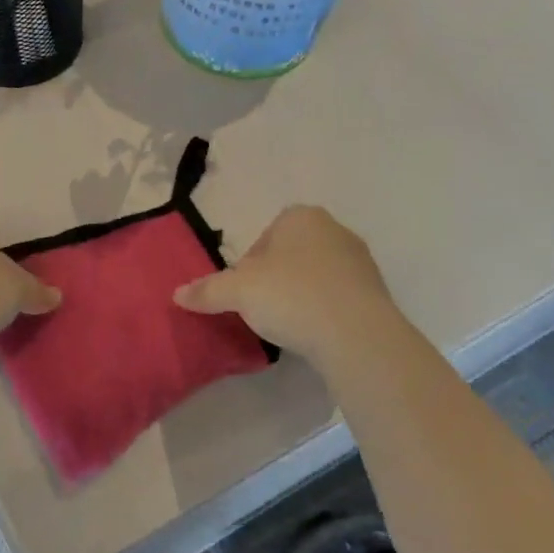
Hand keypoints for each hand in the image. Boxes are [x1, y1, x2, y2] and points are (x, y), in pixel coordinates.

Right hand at [174, 205, 398, 364]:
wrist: (357, 335)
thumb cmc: (292, 297)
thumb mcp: (238, 292)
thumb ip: (207, 290)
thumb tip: (177, 294)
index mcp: (301, 217)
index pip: (264, 237)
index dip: (248, 266)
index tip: (243, 292)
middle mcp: (335, 230)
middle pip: (289, 255)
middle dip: (274, 279)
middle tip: (261, 309)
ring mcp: (360, 261)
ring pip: (315, 275)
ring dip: (299, 295)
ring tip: (287, 325)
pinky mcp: (376, 293)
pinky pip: (337, 297)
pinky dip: (322, 311)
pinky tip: (313, 333)